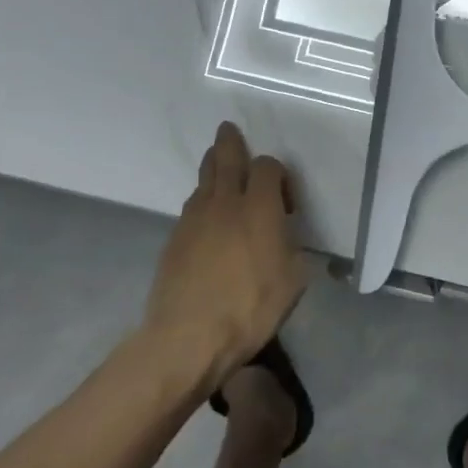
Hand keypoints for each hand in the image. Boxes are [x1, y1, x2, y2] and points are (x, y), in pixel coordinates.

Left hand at [144, 122, 310, 383]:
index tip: (286, 203)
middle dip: (230, 142)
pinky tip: (206, 214)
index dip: (279, 175)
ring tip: (217, 164)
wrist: (188, 337)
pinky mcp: (174, 239)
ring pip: (204, 180)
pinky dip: (202, 200)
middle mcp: (225, 202)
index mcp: (259, 207)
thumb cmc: (249, 308)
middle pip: (226, 158)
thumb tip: (285, 239)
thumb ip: (292, 249)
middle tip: (228, 130)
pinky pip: (192, 206)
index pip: (267, 167)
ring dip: (213, 168)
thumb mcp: (292, 281)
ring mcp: (194, 219)